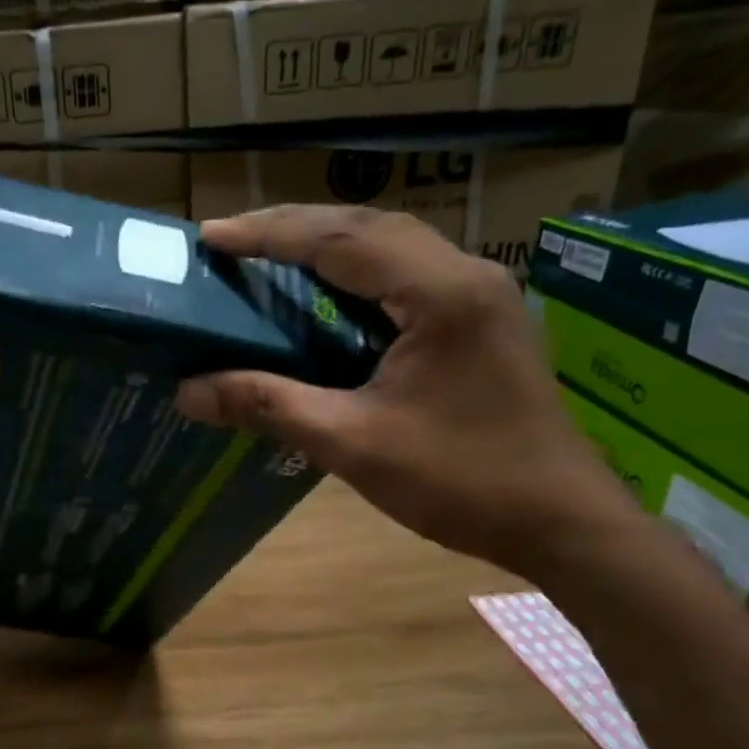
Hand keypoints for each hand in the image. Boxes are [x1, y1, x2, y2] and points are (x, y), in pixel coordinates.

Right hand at [176, 205, 635, 577]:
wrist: (560, 522)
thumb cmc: (461, 482)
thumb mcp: (352, 444)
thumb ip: (268, 406)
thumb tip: (188, 391)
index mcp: (440, 293)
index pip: (339, 239)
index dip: (268, 234)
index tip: (209, 237)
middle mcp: (465, 275)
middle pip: (367, 227)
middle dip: (293, 228)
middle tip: (229, 242)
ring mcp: (480, 295)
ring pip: (390, 247)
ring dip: (325, 246)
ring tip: (265, 258)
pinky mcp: (479, 322)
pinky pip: (405, 278)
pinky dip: (354, 276)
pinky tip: (323, 296)